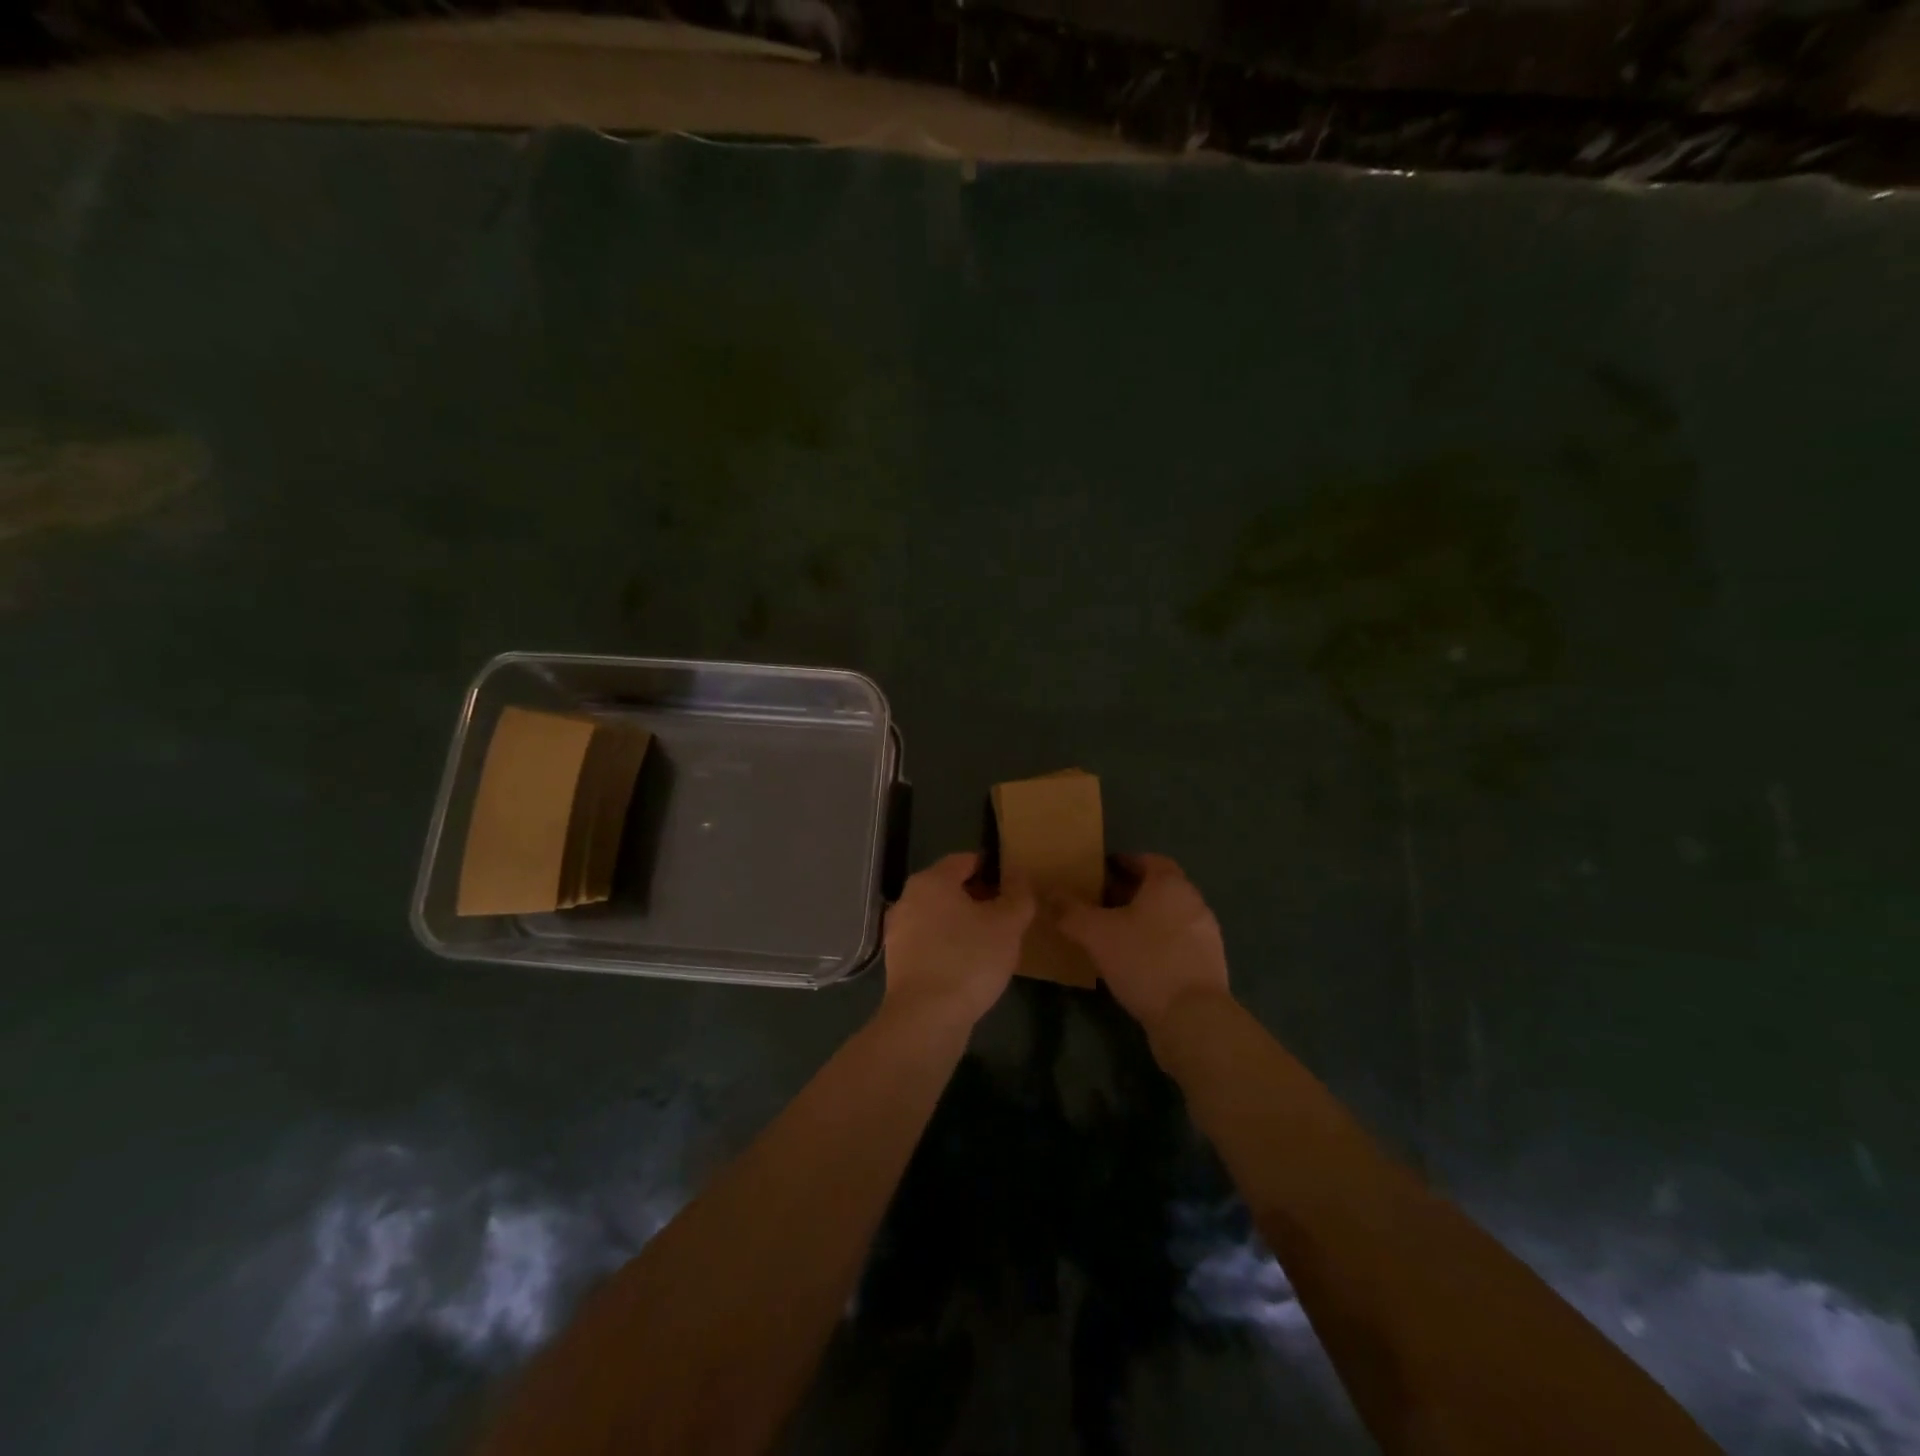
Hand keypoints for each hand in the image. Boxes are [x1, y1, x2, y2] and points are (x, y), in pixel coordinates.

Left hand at [882, 853, 1033, 1027]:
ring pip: (939, 916)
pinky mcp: (898, 962)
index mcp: (931, 880)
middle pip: (949, 888)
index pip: (965, 860)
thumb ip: (1018, 896)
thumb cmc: (969, 959)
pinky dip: (949, 946)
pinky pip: (930, 943)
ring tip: (992, 942)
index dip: (992, 869)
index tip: (1014, 886)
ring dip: (963, 923)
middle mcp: (908, 899)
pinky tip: (970, 965)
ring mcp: (898, 931)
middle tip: (1007, 915)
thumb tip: (1019, 878)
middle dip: (978, 897)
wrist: (926, 1018)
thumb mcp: (1008, 924)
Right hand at [1058, 854, 1229, 1035]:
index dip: (1124, 863)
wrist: (1193, 1018)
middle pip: (1159, 888)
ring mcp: (1206, 934)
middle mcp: (1193, 902)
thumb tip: (1049, 893)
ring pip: (1169, 916)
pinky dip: (1158, 943)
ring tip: (1115, 933)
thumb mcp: (1097, 934)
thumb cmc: (1145, 961)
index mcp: (1170, 885)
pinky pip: (1178, 942)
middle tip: (1100, 902)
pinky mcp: (1210, 965)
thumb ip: (1071, 911)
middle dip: (1131, 892)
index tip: (1100, 872)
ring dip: (1145, 919)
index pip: (1148, 860)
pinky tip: (1137, 962)